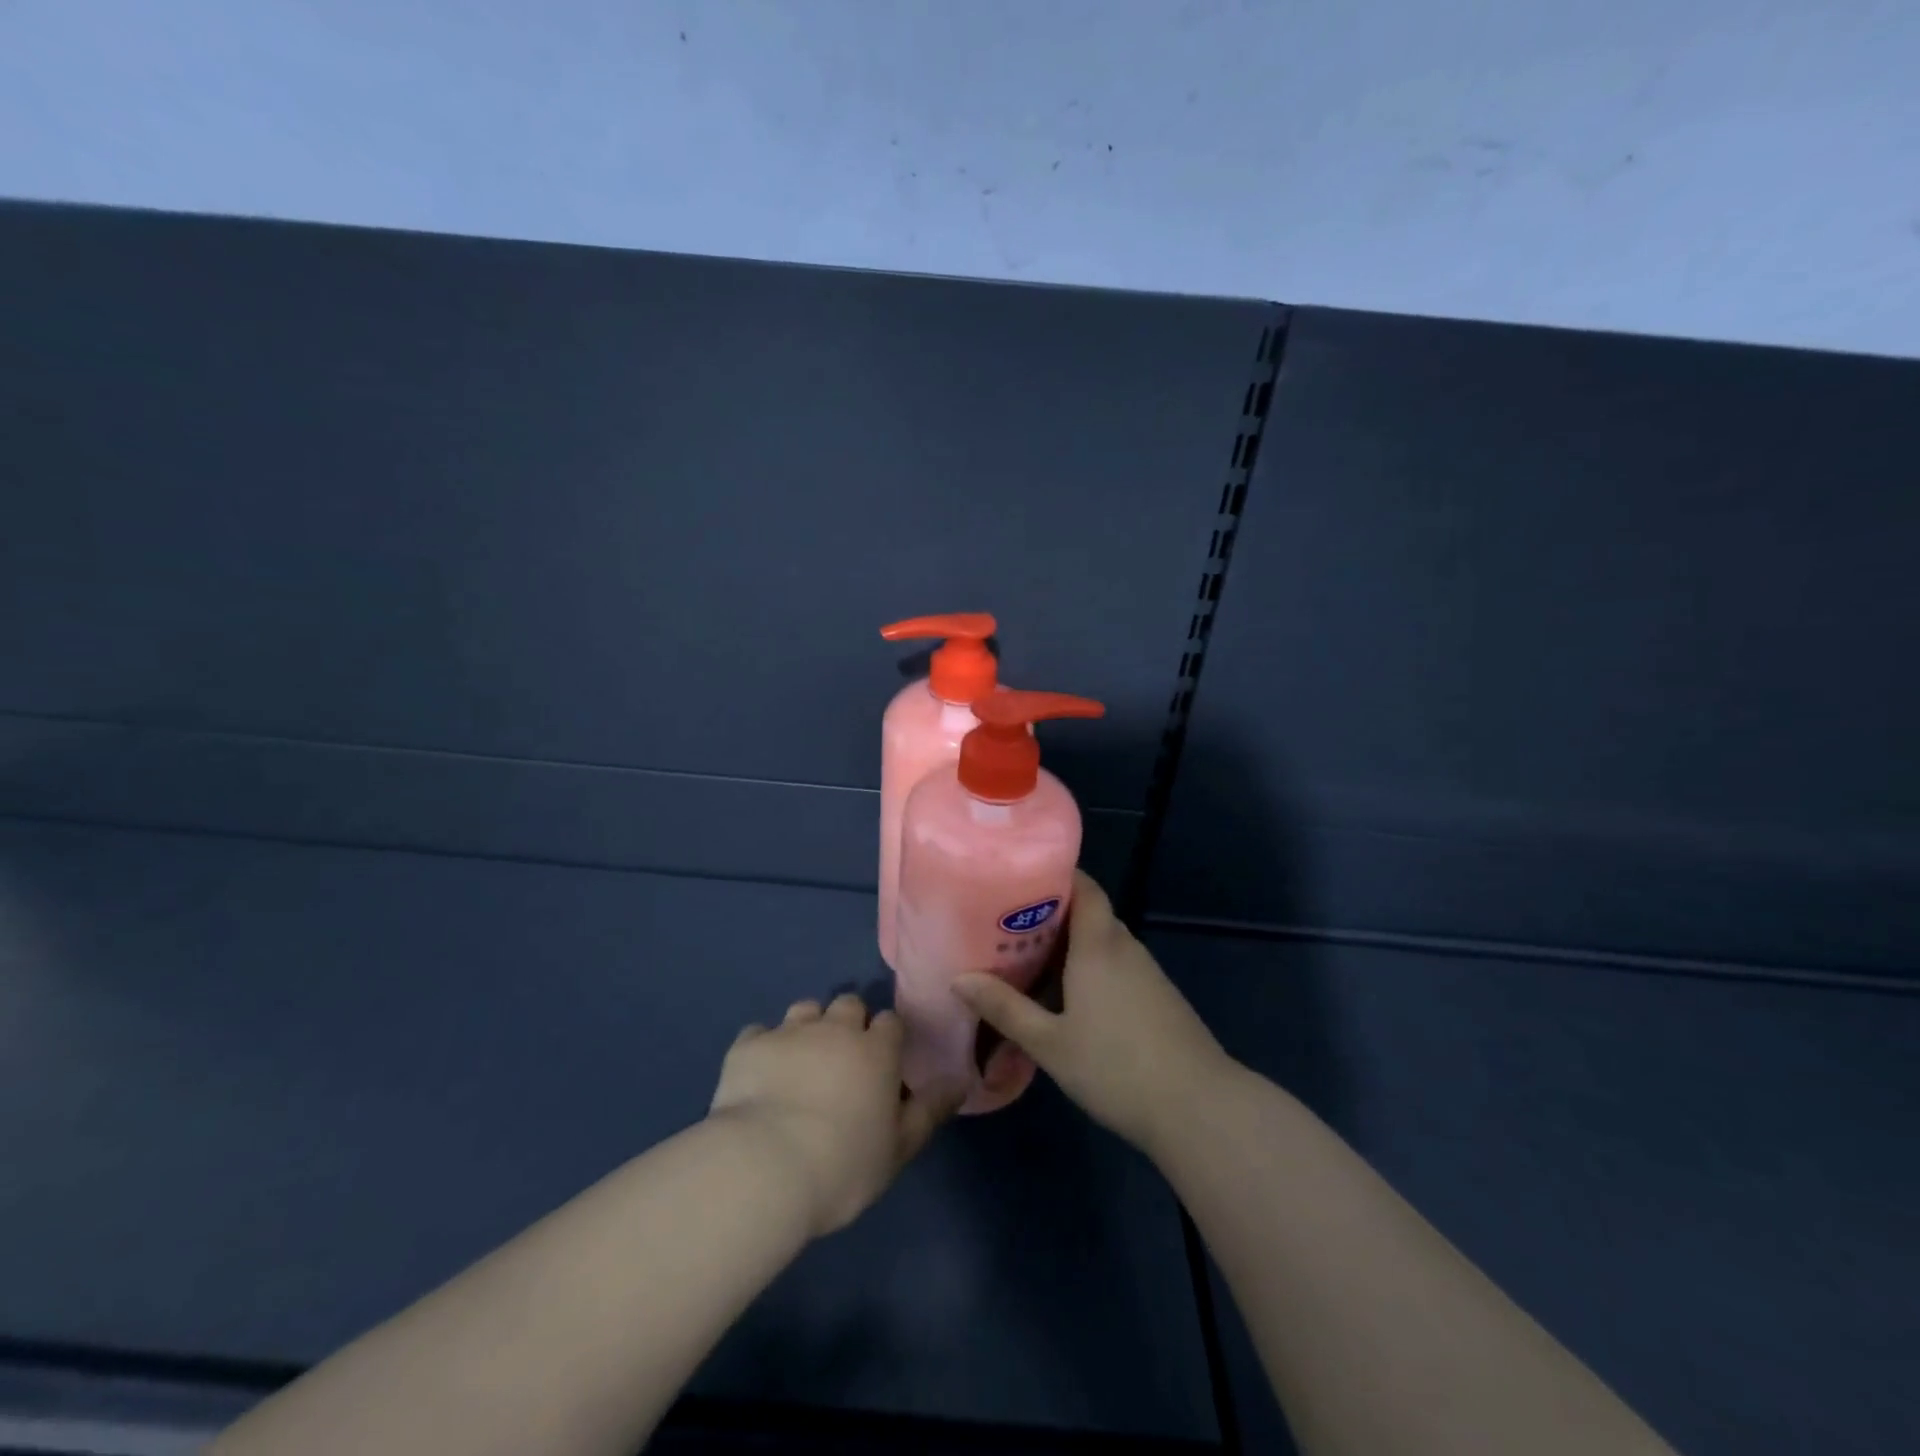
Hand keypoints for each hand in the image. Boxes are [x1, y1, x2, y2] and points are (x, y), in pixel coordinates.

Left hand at [709, 993, 957, 1237]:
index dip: (887, 1038)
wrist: (765, 1167)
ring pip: (805, 1009)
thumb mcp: (898, 1148)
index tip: (882, 1062)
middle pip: (848, 1004)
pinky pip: (758, 1032)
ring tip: (800, 1060)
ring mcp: (789, 1032)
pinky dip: (763, 1047)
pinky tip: (759, 1074)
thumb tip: (961, 1080)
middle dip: (848, 1023)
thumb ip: (930, 1110)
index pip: (890, 1022)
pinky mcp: (749, 1046)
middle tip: (841, 1059)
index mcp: (876, 1050)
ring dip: (807, 1027)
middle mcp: (835, 1028)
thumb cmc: (843, 1165)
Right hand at [953, 871, 1230, 1159]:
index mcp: (1099, 944)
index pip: (1083, 886)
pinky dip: (1089, 969)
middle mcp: (1125, 947)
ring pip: (1102, 943)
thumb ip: (1005, 1008)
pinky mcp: (1158, 997)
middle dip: (1050, 915)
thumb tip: (958, 979)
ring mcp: (1146, 972)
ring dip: (1070, 946)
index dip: (1054, 875)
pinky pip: (1116, 966)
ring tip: (1027, 960)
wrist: (1198, 1108)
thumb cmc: (1116, 1067)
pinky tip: (1067, 998)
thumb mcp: (1050, 1042)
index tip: (1017, 880)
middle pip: (1089, 913)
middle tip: (1006, 926)